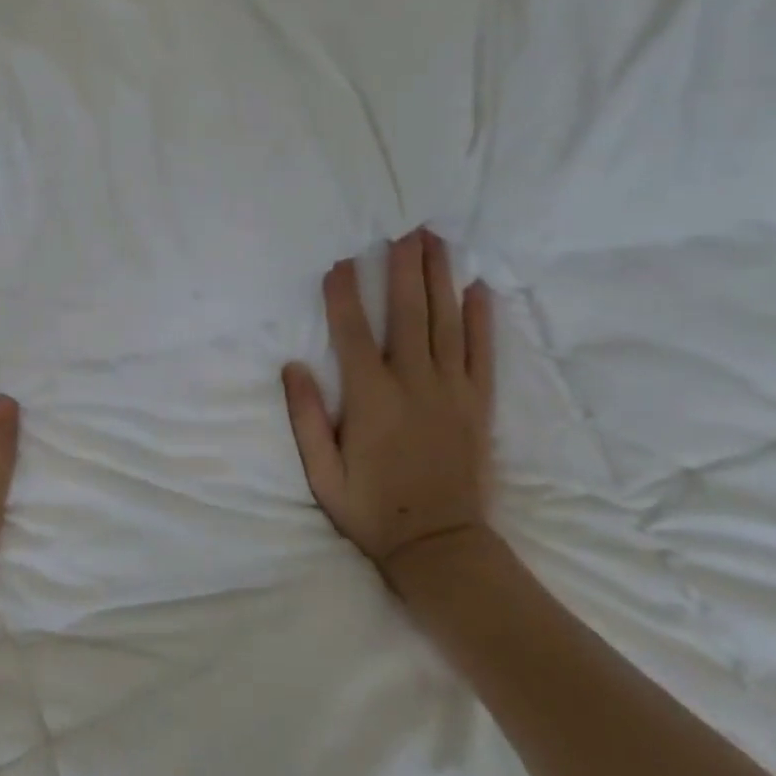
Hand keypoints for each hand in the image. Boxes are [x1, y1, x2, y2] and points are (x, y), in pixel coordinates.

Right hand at [283, 230, 495, 584]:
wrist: (442, 549)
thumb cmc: (373, 511)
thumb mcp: (323, 474)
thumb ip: (307, 418)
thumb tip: (293, 366)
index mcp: (371, 399)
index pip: (353, 332)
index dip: (344, 293)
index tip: (339, 260)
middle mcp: (414, 384)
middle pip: (408, 312)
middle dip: (404, 267)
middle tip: (404, 227)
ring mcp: (451, 391)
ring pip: (446, 322)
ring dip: (439, 278)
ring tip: (436, 240)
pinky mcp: (478, 404)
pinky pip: (482, 352)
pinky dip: (482, 318)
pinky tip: (478, 288)